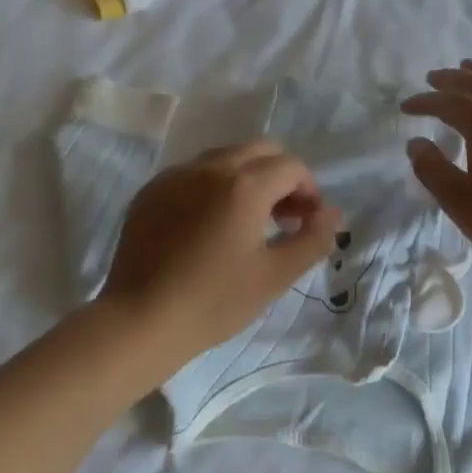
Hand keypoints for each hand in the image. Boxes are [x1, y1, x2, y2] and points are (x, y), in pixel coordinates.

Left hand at [99, 141, 342, 362]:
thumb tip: (332, 213)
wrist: (139, 321)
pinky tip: (208, 225)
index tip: (307, 222)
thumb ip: (313, 238)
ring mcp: (175, 175)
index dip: (309, 190)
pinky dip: (213, 186)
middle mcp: (210, 167)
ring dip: (248, 177)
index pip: (292, 166)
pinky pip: (193, 173)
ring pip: (226, 157)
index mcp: (244, 185)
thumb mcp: (275, 276)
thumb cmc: (214, 301)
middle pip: (260, 150)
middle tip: (283, 217)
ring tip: (248, 220)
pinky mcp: (151, 191)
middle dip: (281, 176)